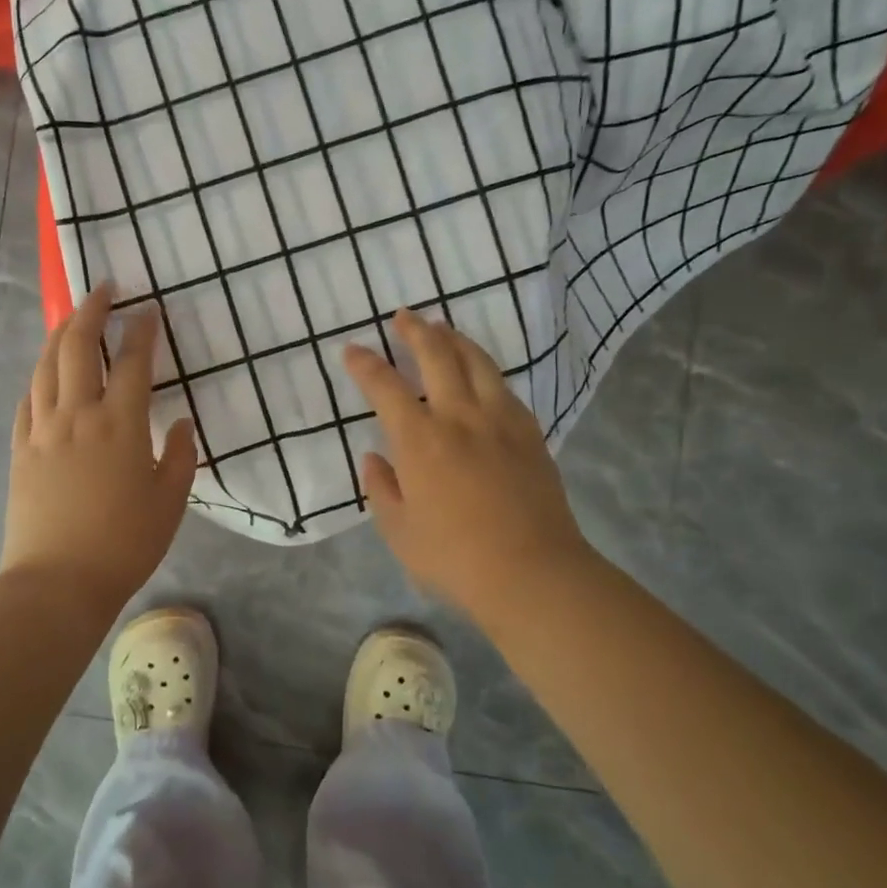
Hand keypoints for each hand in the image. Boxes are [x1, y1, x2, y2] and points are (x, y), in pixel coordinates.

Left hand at [1, 284, 196, 610]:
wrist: (57, 581)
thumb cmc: (124, 543)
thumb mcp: (170, 502)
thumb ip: (179, 456)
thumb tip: (179, 422)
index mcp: (120, 424)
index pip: (132, 362)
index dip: (141, 331)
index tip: (148, 309)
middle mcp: (77, 414)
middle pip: (77, 347)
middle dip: (91, 311)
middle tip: (103, 290)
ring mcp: (42, 430)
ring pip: (45, 365)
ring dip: (59, 334)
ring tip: (71, 319)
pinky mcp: (19, 449)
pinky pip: (27, 399)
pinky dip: (37, 376)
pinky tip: (44, 374)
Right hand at [343, 308, 593, 619]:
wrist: (533, 572)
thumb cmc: (454, 557)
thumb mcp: (398, 531)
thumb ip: (381, 488)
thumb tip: (375, 458)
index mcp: (420, 440)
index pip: (385, 386)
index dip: (365, 364)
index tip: (353, 350)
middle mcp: (459, 417)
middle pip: (437, 355)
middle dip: (416, 331)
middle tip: (404, 316)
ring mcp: (500, 421)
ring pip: (477, 362)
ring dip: (455, 339)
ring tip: (443, 329)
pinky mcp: (530, 433)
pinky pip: (504, 388)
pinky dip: (485, 370)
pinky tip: (481, 375)